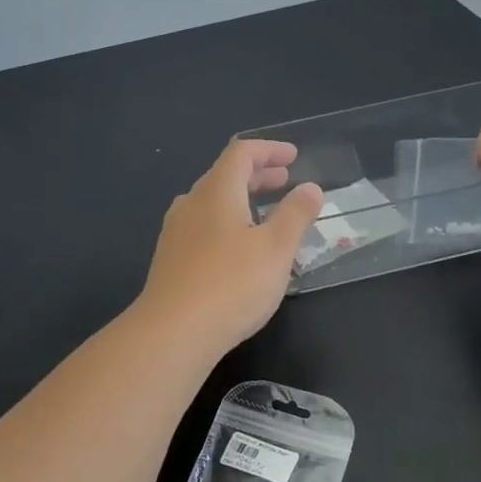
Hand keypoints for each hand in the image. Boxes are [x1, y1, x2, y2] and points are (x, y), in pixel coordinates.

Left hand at [136, 139, 323, 355]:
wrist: (173, 332)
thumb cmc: (231, 284)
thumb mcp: (276, 249)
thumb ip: (295, 214)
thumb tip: (310, 187)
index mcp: (216, 191)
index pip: (241, 153)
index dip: (269, 150)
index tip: (293, 157)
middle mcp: (190, 203)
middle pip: (224, 175)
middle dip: (257, 174)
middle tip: (285, 180)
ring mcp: (176, 231)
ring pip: (211, 202)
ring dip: (241, 199)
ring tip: (266, 213)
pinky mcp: (170, 258)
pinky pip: (202, 226)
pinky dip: (226, 221)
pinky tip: (238, 247)